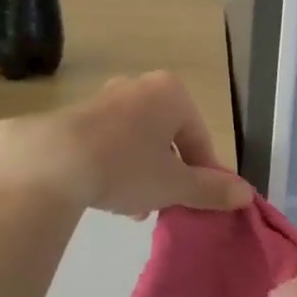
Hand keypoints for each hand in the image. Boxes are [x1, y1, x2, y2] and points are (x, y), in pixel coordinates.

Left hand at [0, 72, 251, 217]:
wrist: (50, 161)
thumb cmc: (126, 166)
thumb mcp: (174, 184)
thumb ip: (211, 189)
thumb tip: (246, 194)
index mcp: (172, 94)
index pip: (200, 138)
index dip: (204, 174)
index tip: (199, 203)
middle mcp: (140, 87)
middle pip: (168, 137)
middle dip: (170, 173)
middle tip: (166, 204)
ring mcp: (105, 98)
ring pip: (138, 141)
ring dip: (142, 173)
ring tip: (135, 208)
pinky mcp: (74, 116)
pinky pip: (108, 142)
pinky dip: (114, 166)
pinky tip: (106, 196)